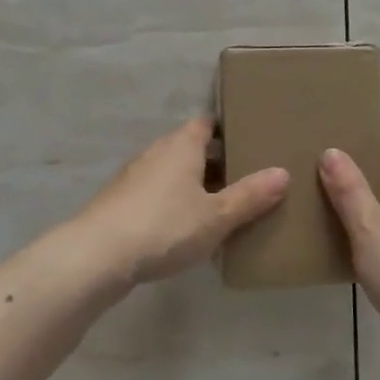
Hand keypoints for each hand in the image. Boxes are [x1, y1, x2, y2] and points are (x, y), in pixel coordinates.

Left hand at [65, 117, 289, 289]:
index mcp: (182, 145)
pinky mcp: (120, 202)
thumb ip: (250, 196)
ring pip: (173, 172)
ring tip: (221, 207)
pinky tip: (185, 230)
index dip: (227, 129)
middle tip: (246, 179)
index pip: (207, 123)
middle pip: (191, 147)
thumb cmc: (164, 226)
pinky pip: (156, 194)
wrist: (96, 256)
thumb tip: (283, 173)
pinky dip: (173, 204)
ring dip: (193, 185)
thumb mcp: (216, 216)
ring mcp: (134, 177)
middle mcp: (157, 152)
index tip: (250, 140)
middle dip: (215, 161)